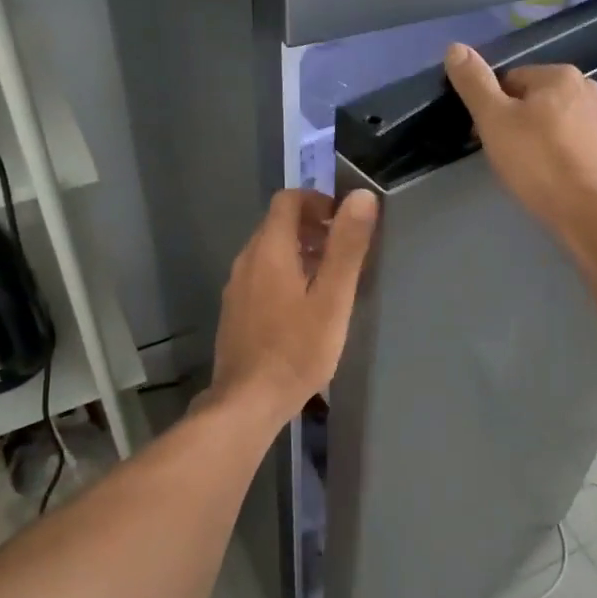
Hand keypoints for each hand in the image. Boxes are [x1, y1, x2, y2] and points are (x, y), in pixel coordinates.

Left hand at [208, 188, 378, 423]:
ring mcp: (236, 287)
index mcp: (270, 250)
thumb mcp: (333, 298)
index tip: (344, 220)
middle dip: (312, 226)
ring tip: (329, 278)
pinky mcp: (235, 310)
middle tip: (343, 250)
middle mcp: (246, 260)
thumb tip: (361, 196)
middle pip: (277, 224)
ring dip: (299, 251)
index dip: (318, 201)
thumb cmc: (297, 349)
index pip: (288, 200)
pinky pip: (261, 276)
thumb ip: (347, 246)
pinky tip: (304, 306)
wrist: (248, 401)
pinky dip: (284, 273)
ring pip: (268, 252)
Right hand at [444, 43, 596, 236]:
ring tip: (522, 166)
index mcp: (560, 75)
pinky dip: (554, 154)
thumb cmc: (535, 159)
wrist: (584, 209)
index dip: (491, 107)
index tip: (484, 134)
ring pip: (550, 122)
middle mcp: (586, 89)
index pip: (511, 80)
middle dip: (513, 122)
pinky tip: (545, 175)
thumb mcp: (494, 118)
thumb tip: (455, 47)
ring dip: (533, 138)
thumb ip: (474, 82)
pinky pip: (568, 143)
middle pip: (532, 100)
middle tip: (501, 153)